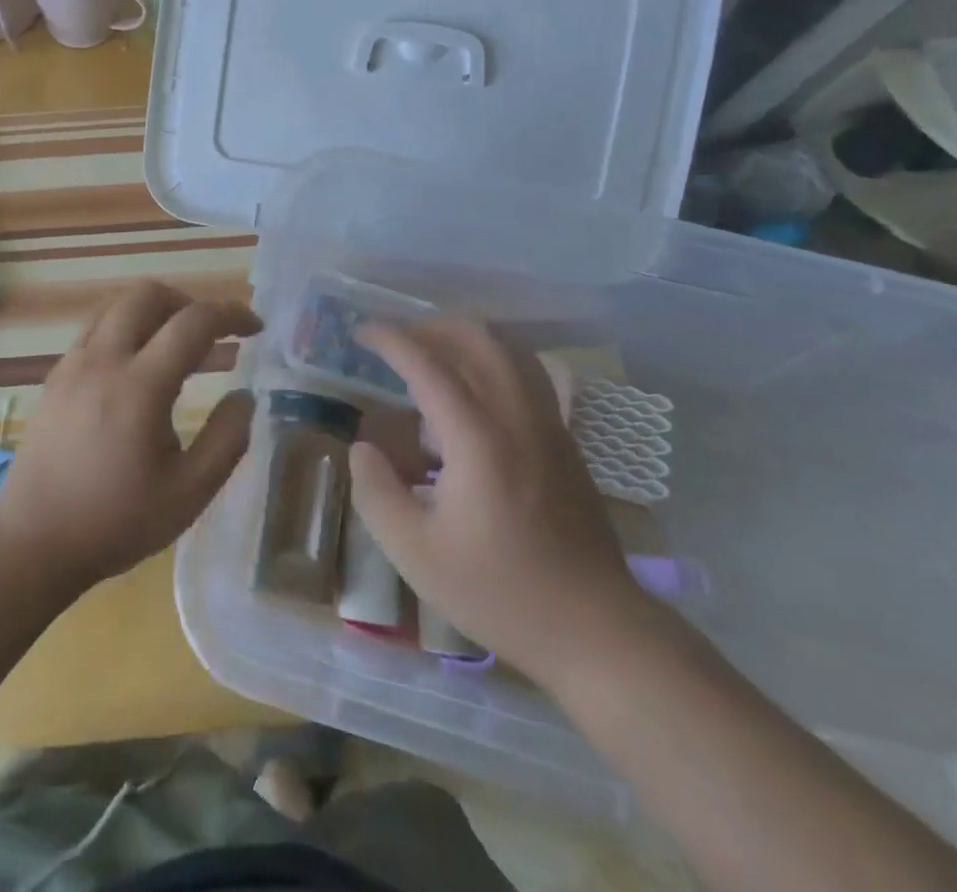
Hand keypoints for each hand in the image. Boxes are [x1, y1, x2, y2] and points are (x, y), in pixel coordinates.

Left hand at [0, 281, 260, 591]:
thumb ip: (226, 440)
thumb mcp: (188, 494)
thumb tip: (245, 397)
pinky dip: (125, 330)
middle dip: (187, 301)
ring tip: (174, 346)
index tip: (254, 327)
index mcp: (139, 386)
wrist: (32, 543)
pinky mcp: (54, 377)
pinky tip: (135, 371)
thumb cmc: (115, 522)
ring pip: (116, 305)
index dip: (230, 314)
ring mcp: (72, 364)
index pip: (193, 322)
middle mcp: (102, 360)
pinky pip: (94, 330)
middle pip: (147, 293)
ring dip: (153, 311)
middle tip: (210, 334)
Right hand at [347, 319, 650, 694]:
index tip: (360, 333)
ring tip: (432, 355)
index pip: (428, 365)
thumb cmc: (500, 593)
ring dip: (466, 338)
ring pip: (509, 350)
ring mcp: (549, 425)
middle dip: (431, 326)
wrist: (596, 631)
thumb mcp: (416, 553)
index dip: (390, 340)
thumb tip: (363, 448)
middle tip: (396, 341)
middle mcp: (517, 416)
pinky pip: (527, 374)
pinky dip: (491, 362)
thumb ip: (376, 492)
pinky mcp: (565, 441)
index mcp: (478, 439)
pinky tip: (471, 395)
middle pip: (478, 339)